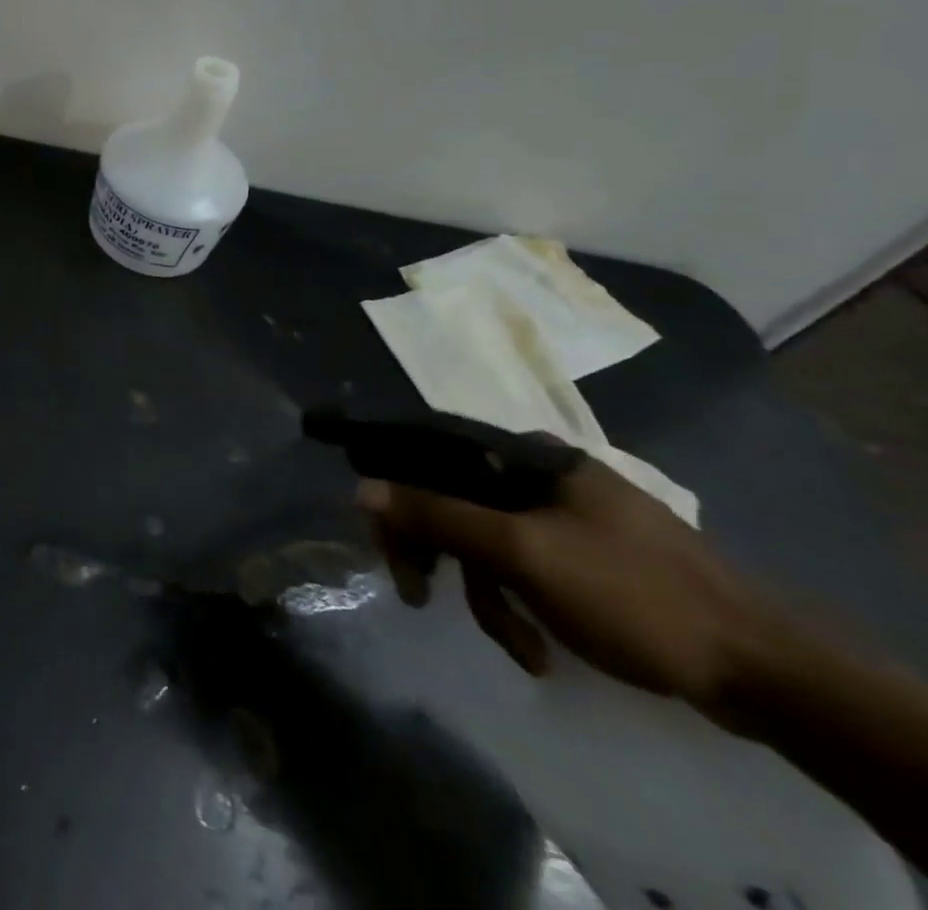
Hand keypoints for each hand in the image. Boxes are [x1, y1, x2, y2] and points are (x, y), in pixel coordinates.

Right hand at [361, 459, 781, 722]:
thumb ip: (438, 514)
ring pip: (488, 542)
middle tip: (417, 592)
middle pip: (456, 501)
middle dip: (440, 554)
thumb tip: (359, 487)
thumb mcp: (521, 552)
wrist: (767, 673)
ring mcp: (568, 517)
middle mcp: (541, 474)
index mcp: (528, 456)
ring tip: (516, 644)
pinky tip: (539, 647)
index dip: (396, 489)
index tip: (382, 536)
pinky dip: (520, 607)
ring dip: (487, 595)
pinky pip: (525, 569)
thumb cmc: (631, 594)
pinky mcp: (588, 558)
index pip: (432, 454)